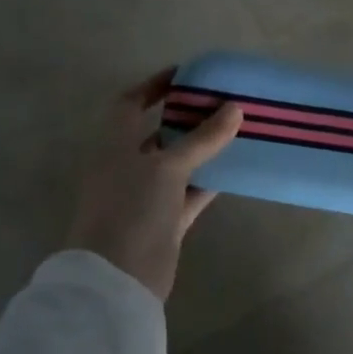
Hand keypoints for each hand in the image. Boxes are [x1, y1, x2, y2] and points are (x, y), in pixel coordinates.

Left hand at [66, 70, 243, 300]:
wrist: (117, 279)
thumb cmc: (131, 209)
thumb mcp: (167, 167)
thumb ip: (203, 138)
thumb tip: (235, 108)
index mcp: (114, 146)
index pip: (130, 104)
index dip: (153, 86)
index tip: (185, 74)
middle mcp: (127, 166)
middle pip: (159, 132)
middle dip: (187, 117)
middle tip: (223, 101)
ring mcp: (145, 195)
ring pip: (178, 163)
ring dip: (204, 149)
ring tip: (238, 130)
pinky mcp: (165, 221)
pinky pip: (191, 192)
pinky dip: (210, 181)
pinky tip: (237, 169)